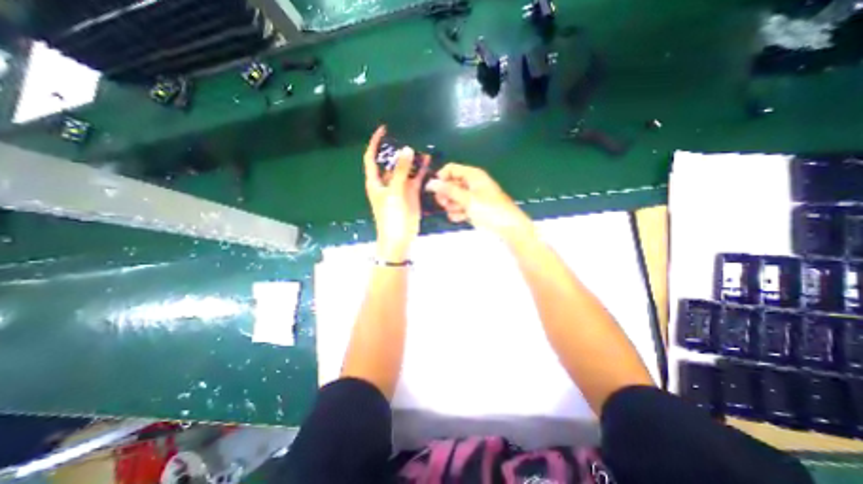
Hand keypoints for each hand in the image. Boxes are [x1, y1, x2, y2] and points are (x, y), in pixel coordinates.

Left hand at [365, 125, 428, 261]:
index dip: (375, 143)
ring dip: (412, 159)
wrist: (399, 238)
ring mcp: (400, 188)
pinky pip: (416, 178)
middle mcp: (387, 182)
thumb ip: (401, 171)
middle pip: (390, 162)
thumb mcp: (394, 192)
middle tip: (409, 136)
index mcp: (376, 182)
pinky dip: (421, 170)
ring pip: (405, 169)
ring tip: (421, 146)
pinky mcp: (411, 194)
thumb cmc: (391, 217)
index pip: (371, 158)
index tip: (384, 130)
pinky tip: (428, 161)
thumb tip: (407, 149)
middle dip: (397, 150)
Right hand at [423, 165, 532, 239]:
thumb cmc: (490, 210)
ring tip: (457, 212)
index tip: (434, 190)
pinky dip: (458, 212)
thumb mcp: (468, 199)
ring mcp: (472, 197)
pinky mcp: (473, 209)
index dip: (441, 178)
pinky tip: (461, 218)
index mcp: (472, 175)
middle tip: (444, 203)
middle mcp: (471, 184)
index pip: (451, 169)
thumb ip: (448, 191)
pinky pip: (459, 207)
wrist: (508, 228)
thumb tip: (431, 183)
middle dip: (446, 194)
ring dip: (452, 205)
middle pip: (450, 184)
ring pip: (453, 197)